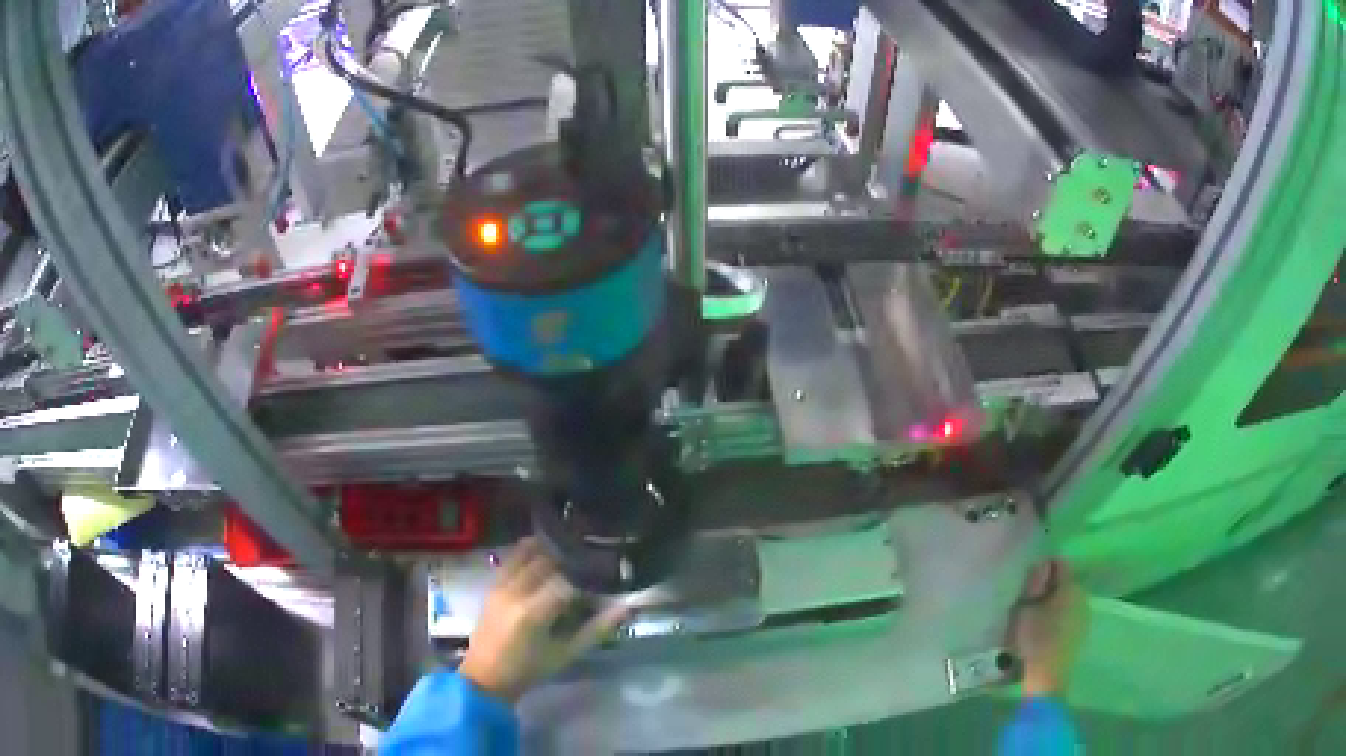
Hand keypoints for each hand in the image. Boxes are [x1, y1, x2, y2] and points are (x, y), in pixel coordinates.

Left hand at [459, 539, 628, 702]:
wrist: (486, 677)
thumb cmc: (529, 670)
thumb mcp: (566, 654)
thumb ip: (596, 630)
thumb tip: (625, 609)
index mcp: (533, 612)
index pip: (566, 582)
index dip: (586, 581)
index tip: (601, 586)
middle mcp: (514, 592)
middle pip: (545, 562)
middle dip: (568, 562)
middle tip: (587, 568)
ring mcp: (499, 586)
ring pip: (525, 554)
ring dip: (547, 552)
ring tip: (567, 557)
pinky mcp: (491, 586)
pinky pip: (510, 560)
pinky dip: (527, 553)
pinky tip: (542, 555)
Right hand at [1009, 559, 1088, 696]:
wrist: (1048, 677)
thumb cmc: (1035, 640)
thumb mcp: (1025, 609)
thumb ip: (1032, 586)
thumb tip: (1039, 569)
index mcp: (1070, 585)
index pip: (1059, 563)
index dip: (1042, 570)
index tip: (1028, 585)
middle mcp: (1083, 594)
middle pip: (1065, 582)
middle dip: (1049, 587)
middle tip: (1029, 602)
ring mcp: (1085, 614)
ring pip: (1068, 599)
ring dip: (1055, 603)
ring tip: (1037, 618)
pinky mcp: (1083, 631)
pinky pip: (1071, 615)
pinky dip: (1060, 618)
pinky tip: (1047, 632)